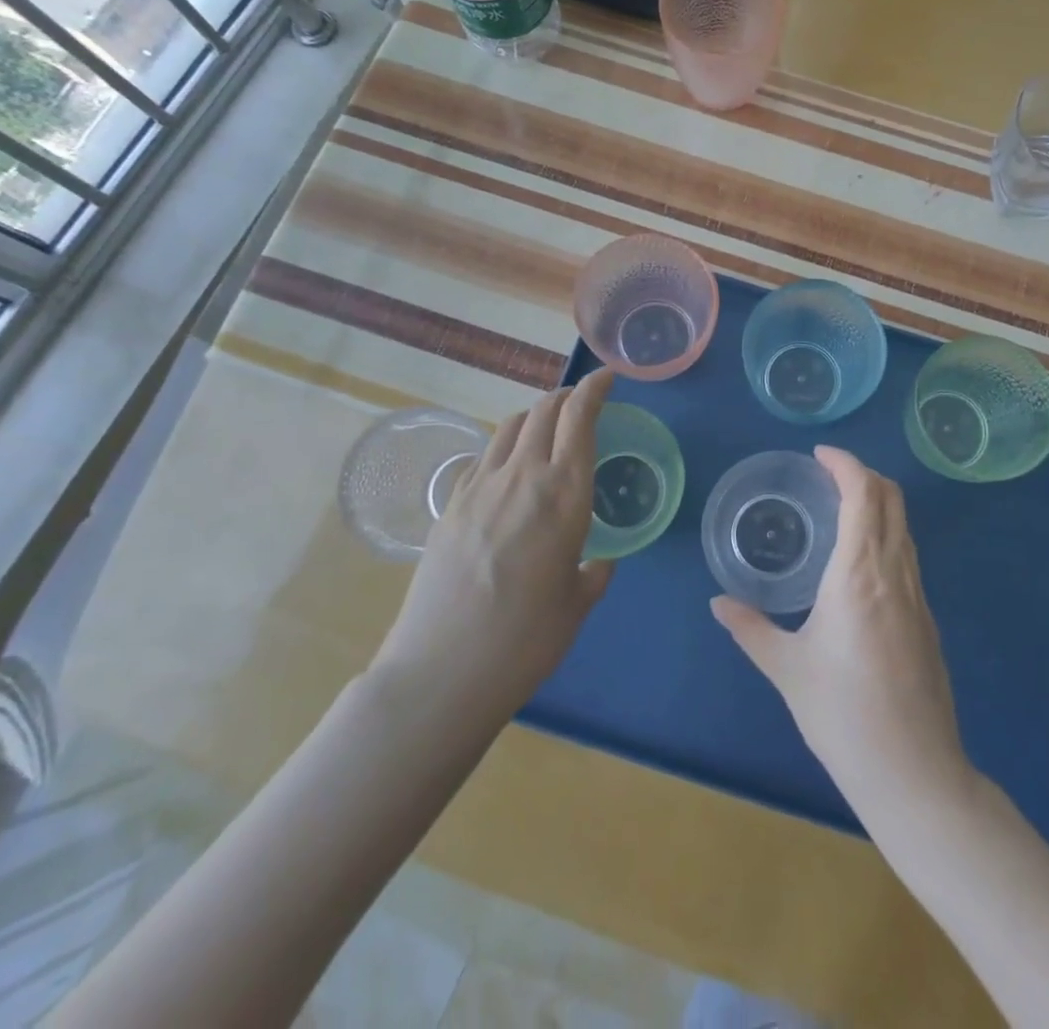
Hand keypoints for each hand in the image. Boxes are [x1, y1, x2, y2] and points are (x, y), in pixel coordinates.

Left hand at [370, 369, 614, 727]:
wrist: (442, 671)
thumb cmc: (526, 640)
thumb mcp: (577, 604)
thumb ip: (594, 572)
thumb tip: (597, 561)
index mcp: (565, 495)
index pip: (579, 419)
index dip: (594, 390)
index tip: (606, 377)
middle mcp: (523, 477)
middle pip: (543, 411)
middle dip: (565, 397)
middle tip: (580, 403)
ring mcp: (479, 487)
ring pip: (509, 427)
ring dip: (532, 417)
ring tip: (544, 431)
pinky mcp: (450, 505)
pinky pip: (482, 457)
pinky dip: (503, 447)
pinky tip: (506, 471)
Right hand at [711, 446, 969, 811]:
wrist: (913, 771)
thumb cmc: (842, 714)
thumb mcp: (787, 669)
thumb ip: (750, 628)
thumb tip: (719, 604)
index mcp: (859, 572)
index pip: (863, 493)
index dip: (845, 463)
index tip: (820, 455)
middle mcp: (895, 571)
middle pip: (891, 498)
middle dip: (863, 474)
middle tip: (828, 475)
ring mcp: (918, 594)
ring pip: (904, 525)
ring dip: (878, 502)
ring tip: (842, 509)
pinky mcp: (928, 617)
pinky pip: (909, 554)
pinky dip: (887, 533)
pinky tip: (861, 561)